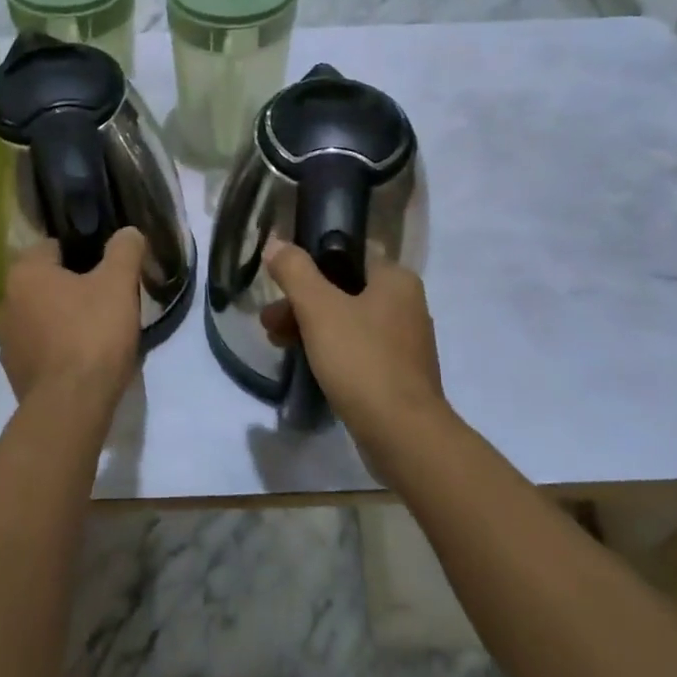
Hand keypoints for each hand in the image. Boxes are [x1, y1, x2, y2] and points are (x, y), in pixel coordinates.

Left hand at [0, 229, 146, 407]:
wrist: (71, 406)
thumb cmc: (92, 333)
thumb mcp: (119, 284)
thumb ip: (124, 250)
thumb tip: (128, 232)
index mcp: (24, 273)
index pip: (52, 246)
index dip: (83, 253)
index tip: (106, 268)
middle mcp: (5, 302)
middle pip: (45, 282)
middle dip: (72, 287)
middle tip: (106, 297)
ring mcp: (6, 341)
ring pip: (40, 315)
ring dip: (62, 317)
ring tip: (97, 329)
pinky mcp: (14, 372)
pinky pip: (39, 346)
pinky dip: (57, 347)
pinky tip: (83, 357)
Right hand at [260, 241, 450, 450]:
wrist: (403, 434)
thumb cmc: (361, 359)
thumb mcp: (318, 308)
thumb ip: (295, 271)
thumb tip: (276, 243)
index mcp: (396, 280)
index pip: (346, 256)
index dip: (308, 267)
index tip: (280, 286)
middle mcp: (406, 305)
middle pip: (342, 291)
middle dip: (301, 304)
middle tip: (269, 322)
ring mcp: (405, 343)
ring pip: (347, 322)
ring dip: (310, 328)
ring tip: (278, 344)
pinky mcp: (399, 375)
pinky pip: (358, 351)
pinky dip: (331, 352)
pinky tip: (307, 364)